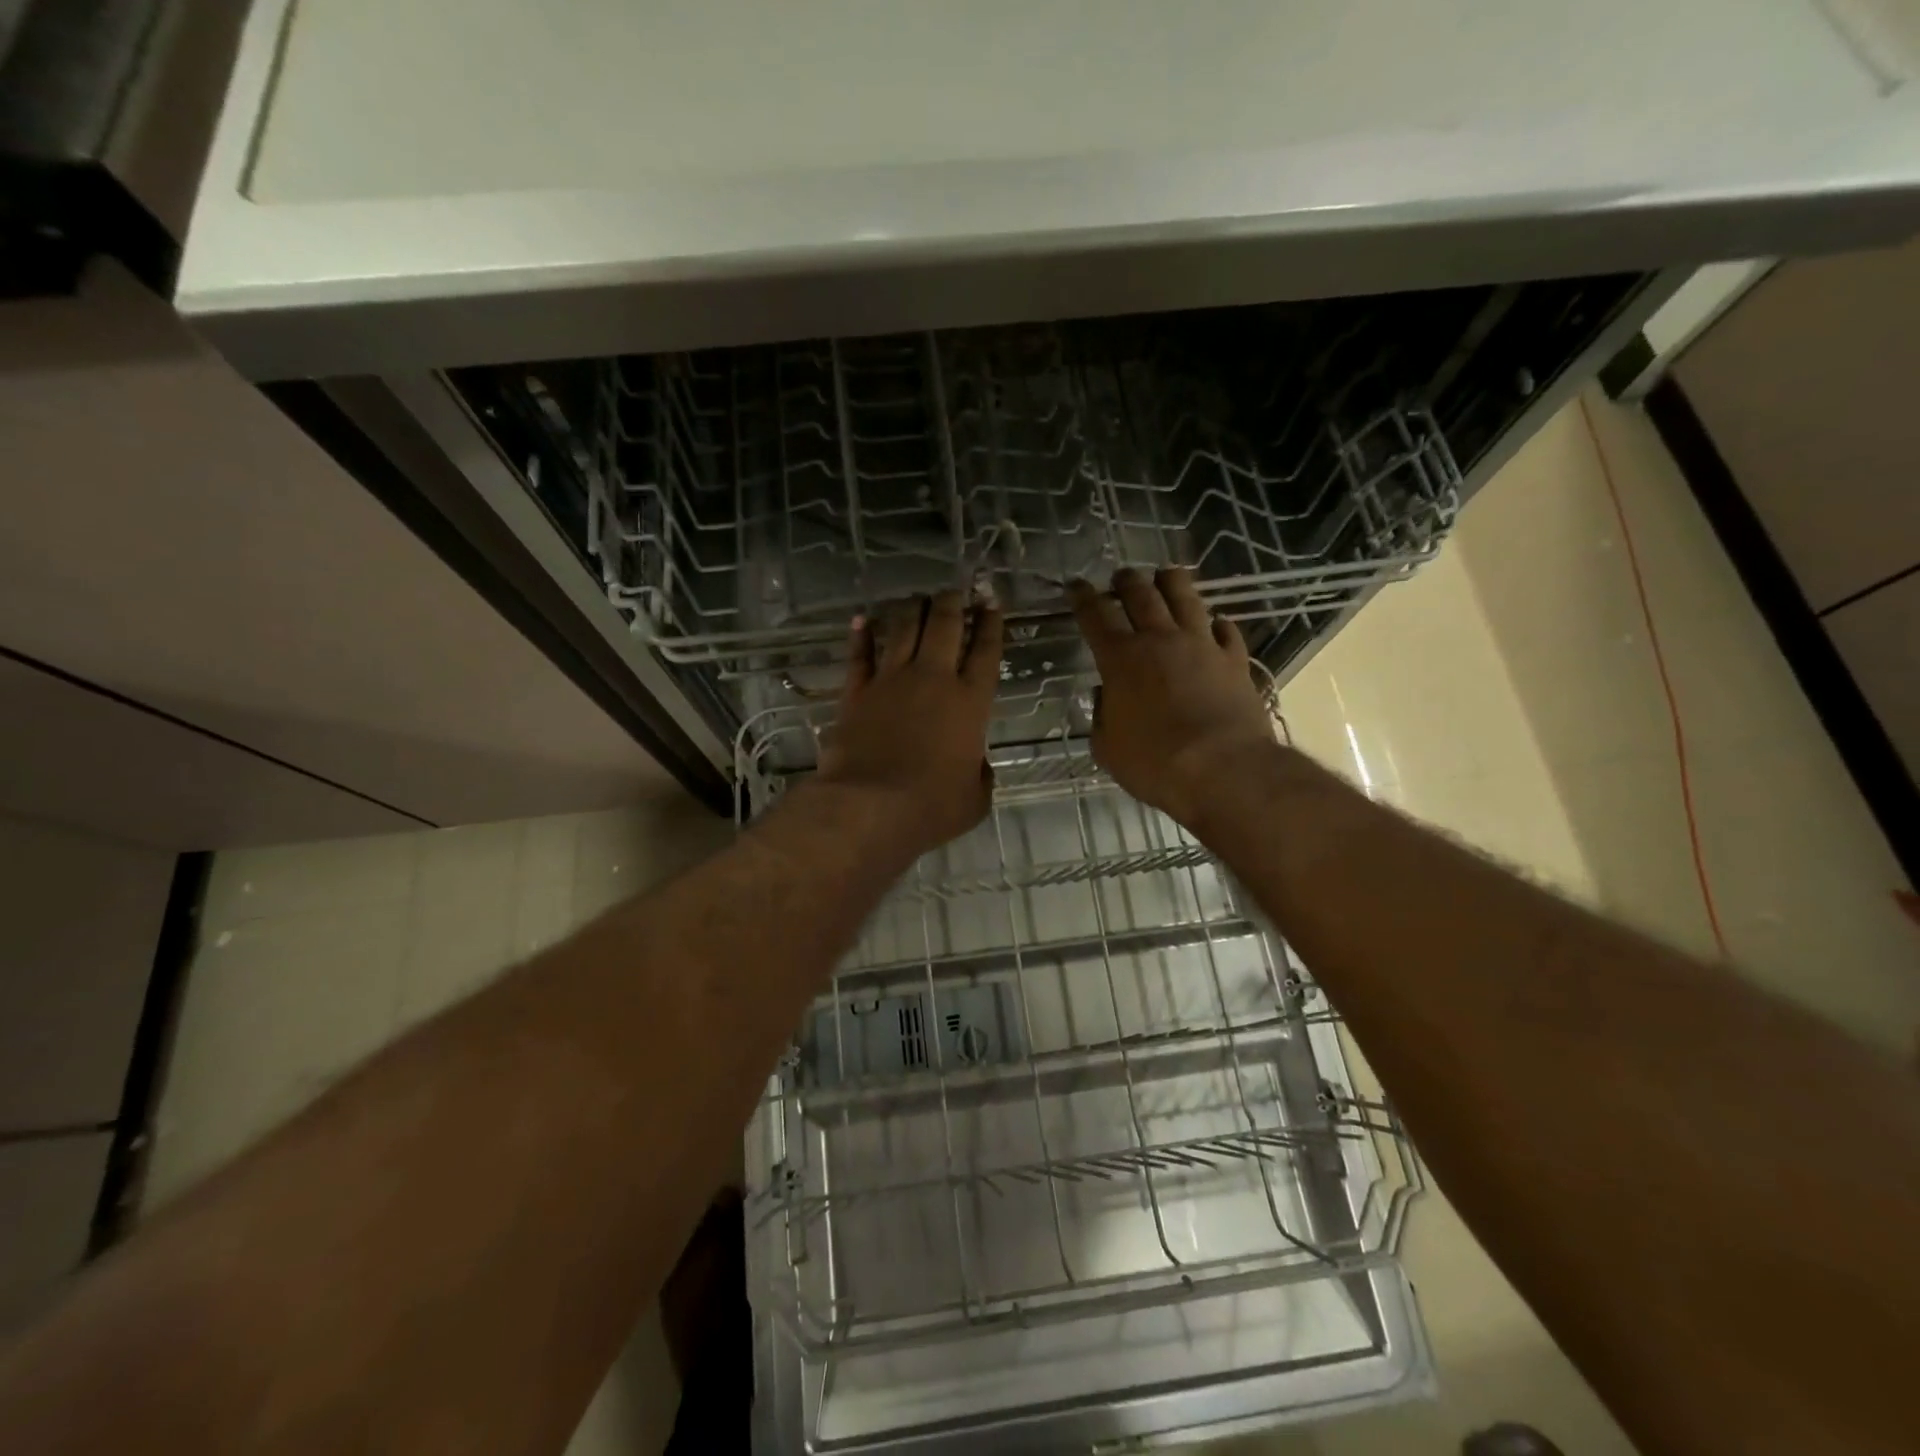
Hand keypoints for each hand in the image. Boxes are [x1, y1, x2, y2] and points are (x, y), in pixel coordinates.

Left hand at [816, 590, 1003, 855]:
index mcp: (970, 702)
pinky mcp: (856, 692)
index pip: (986, 651)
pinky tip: (862, 619)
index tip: (991, 602)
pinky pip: (860, 654)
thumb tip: (975, 763)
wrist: (870, 807)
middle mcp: (933, 679)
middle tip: (955, 591)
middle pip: (945, 626)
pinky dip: (861, 634)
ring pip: (903, 629)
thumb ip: (980, 774)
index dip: (991, 623)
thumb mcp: (975, 798)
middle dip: (953, 603)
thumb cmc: (932, 807)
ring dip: (912, 609)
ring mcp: (891, 681)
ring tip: (918, 598)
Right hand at [1070, 567, 1274, 827]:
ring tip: (1165, 575)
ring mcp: (1201, 645)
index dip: (1083, 597)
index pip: (1095, 616)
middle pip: (1140, 595)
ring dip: (1171, 582)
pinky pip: (1226, 630)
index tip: (1076, 585)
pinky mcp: (1234, 660)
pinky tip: (1215, 622)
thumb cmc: (1154, 763)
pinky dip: (1217, 623)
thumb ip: (1102, 717)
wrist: (1223, 769)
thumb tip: (1107, 697)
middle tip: (1120, 576)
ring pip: (1185, 598)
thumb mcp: (1108, 748)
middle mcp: (1160, 640)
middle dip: (1126, 581)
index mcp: (1120, 660)